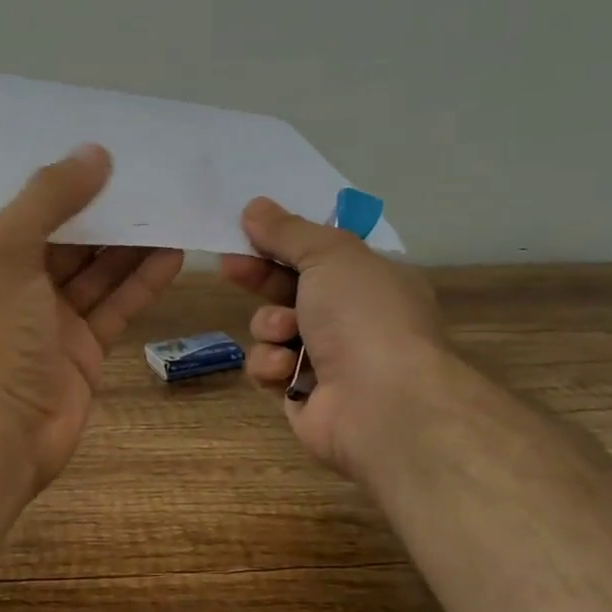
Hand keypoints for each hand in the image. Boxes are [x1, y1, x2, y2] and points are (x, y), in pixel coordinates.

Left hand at [0, 144, 183, 492]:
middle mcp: (26, 283)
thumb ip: (49, 198)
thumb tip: (96, 152)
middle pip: (76, 238)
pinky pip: (118, 304)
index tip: (116, 153)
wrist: (1, 428)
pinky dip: (143, 281)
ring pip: (102, 270)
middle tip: (158, 180)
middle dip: (112, 211)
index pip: (40, 207)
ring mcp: (57, 319)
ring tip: (175, 211)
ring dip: (135, 243)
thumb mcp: (10, 250)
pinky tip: (175, 255)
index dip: (74, 181)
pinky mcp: (87, 348)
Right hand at [220, 197, 447, 482]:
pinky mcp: (303, 395)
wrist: (382, 405)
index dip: (282, 241)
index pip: (321, 254)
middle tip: (229, 267)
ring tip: (285, 333)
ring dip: (270, 326)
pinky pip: (269, 368)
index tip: (246, 230)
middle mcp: (353, 319)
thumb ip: (288, 231)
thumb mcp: (330, 255)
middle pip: (291, 289)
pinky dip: (272, 365)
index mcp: (372, 280)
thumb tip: (255, 206)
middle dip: (260, 278)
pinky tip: (286, 369)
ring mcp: (329, 360)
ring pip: (273, 330)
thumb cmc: (364, 316)